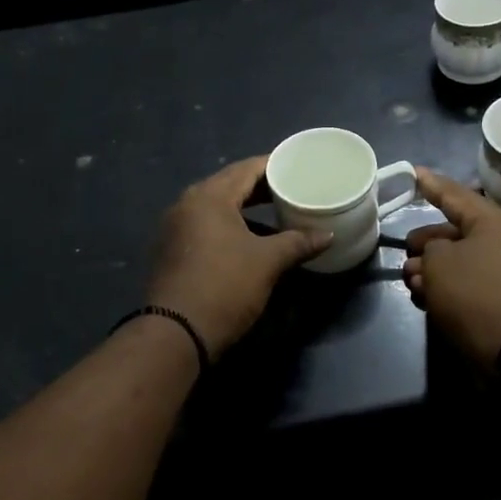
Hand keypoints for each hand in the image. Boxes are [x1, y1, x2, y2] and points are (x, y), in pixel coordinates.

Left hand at [145, 157, 330, 360]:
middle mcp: (187, 204)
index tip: (298, 165)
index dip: (274, 165)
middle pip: (229, 185)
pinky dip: (230, 225)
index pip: (246, 168)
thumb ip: (298, 242)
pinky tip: (250, 238)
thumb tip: (327, 235)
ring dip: (245, 208)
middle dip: (260, 187)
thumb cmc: (225, 286)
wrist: (176, 333)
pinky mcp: (173, 251)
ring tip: (275, 212)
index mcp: (209, 197)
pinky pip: (206, 226)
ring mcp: (175, 228)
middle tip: (291, 188)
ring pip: (217, 207)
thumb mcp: (267, 262)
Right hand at [403, 167, 500, 367]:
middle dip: (427, 242)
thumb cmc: (474, 294)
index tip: (414, 172)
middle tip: (406, 250)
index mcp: (496, 222)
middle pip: (458, 232)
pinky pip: (471, 283)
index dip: (432, 185)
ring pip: (462, 260)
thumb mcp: (439, 262)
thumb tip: (437, 256)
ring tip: (411, 282)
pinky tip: (427, 299)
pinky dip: (449, 287)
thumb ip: (431, 249)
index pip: (457, 195)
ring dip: (433, 269)